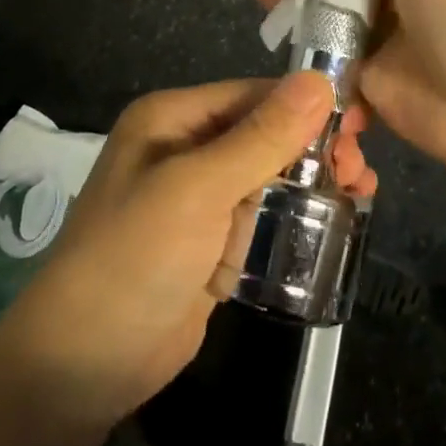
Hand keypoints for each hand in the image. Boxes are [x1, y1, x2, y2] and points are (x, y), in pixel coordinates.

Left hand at [0, 74, 375, 427]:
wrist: (82, 365)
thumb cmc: (135, 258)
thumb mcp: (198, 188)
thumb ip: (261, 136)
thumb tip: (318, 80)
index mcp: (173, 119)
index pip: (251, 95)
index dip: (305, 104)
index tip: (359, 121)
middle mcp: (185, 148)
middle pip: (264, 132)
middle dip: (314, 145)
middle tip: (361, 167)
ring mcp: (198, 198)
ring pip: (269, 174)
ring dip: (314, 179)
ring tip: (362, 191)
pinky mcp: (211, 243)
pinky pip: (263, 215)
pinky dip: (297, 214)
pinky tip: (336, 219)